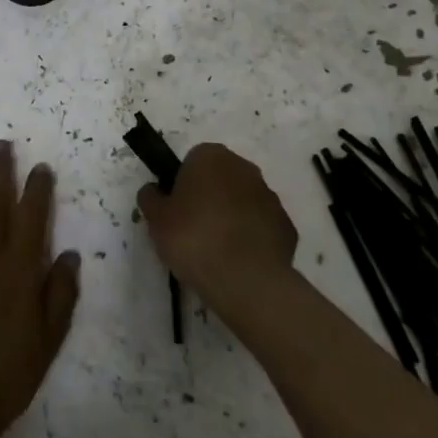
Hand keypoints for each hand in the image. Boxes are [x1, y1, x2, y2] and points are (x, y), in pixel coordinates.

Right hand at [138, 143, 296, 322]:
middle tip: (192, 229)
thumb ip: (151, 197)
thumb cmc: (193, 238)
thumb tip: (154, 191)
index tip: (175, 210)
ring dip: (231, 217)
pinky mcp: (286, 226)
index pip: (192, 161)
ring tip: (215, 250)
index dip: (181, 184)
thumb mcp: (156, 219)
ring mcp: (270, 196)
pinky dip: (250, 238)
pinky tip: (238, 261)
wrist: (246, 280)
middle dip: (208, 197)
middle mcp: (244, 168)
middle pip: (220, 178)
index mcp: (211, 157)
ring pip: (242, 201)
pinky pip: (260, 226)